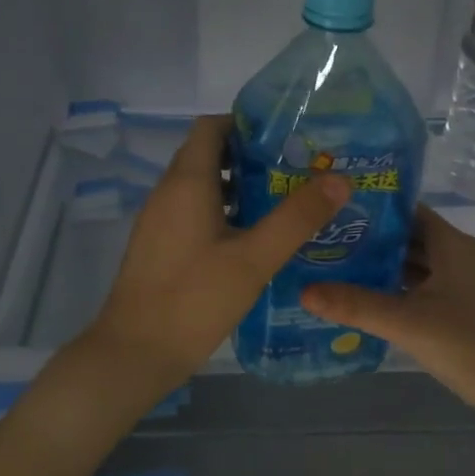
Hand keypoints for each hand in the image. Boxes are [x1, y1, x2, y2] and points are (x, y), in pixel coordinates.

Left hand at [88, 115, 349, 396]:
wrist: (134, 353)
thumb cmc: (194, 299)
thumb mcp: (254, 259)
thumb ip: (296, 218)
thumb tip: (339, 179)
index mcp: (187, 182)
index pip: (211, 126)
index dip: (246, 123)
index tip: (287, 136)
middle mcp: (168, 192)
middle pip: (207, 154)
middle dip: (250, 155)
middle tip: (296, 169)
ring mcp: (159, 220)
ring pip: (201, 185)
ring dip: (238, 185)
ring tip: (283, 200)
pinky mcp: (159, 246)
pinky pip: (192, 211)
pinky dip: (222, 211)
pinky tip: (253, 238)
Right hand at [300, 206, 474, 427]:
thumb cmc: (468, 345)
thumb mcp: (406, 323)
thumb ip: (355, 305)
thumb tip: (303, 290)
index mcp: (452, 244)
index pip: (407, 211)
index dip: (373, 209)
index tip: (334, 211)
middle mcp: (461, 255)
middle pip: (410, 237)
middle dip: (371, 240)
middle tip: (325, 242)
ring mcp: (466, 283)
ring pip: (417, 265)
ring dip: (383, 267)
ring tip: (337, 268)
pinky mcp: (466, 308)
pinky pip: (425, 287)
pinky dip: (399, 289)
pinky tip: (369, 300)